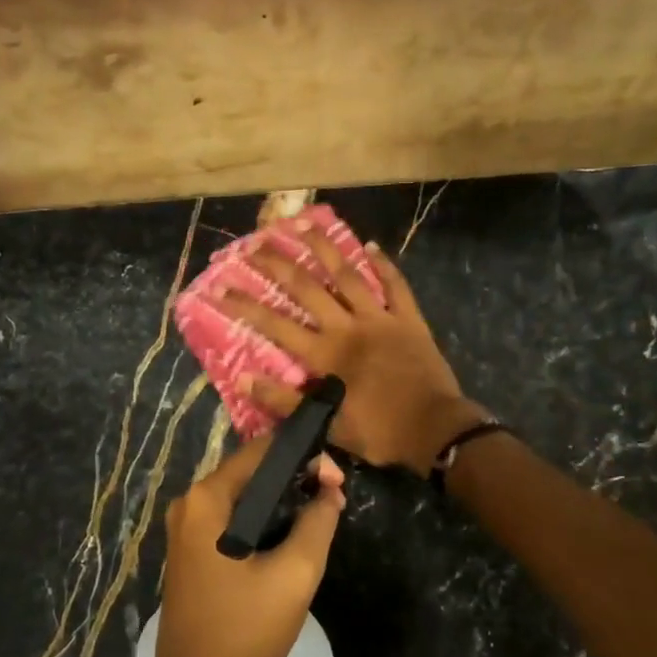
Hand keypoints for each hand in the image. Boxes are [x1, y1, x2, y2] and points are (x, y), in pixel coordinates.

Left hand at [155, 435, 345, 656]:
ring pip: (245, 496)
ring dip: (283, 500)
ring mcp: (187, 530)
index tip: (337, 480)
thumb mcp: (295, 575)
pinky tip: (291, 537)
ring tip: (321, 516)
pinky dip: (264, 519)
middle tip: (334, 498)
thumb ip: (318, 523)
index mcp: (208, 499)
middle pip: (252, 470)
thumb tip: (331, 490)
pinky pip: (233, 518)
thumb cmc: (244, 632)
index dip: (305, 455)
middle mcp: (190, 504)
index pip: (263, 450)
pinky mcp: (192, 552)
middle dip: (297, 477)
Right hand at [220, 229, 485, 474]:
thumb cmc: (380, 432)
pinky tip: (372, 245)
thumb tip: (244, 378)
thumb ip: (286, 401)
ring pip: (348, 275)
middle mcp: (348, 327)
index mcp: (326, 355)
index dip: (246, 306)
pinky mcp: (409, 319)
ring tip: (303, 224)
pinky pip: (396, 285)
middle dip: (278, 264)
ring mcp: (380, 318)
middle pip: (307, 288)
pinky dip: (385, 265)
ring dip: (324, 249)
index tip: (221, 287)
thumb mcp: (328, 426)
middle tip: (255, 243)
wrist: (435, 430)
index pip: (276, 324)